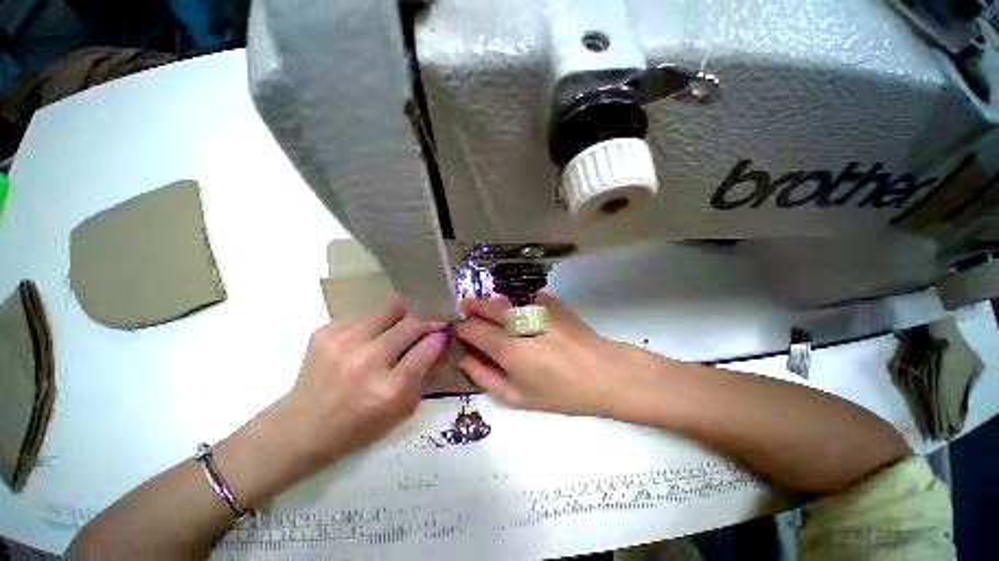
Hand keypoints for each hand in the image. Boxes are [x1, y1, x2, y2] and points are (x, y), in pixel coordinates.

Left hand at [281, 296, 447, 464]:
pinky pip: (365, 316)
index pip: (428, 347)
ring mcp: (343, 342)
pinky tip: (372, 335)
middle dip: (427, 318)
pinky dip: (376, 322)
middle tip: (432, 317)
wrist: (301, 428)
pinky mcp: (326, 331)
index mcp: (389, 389)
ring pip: (389, 310)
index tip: (445, 329)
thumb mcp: (402, 410)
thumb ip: (424, 373)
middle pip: (411, 323)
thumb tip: (438, 340)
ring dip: (403, 314)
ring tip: (404, 321)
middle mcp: (367, 361)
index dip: (440, 335)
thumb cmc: (358, 426)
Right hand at [455, 293, 634, 415]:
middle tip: (466, 312)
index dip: (461, 328)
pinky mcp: (550, 300)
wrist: (604, 373)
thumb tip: (464, 358)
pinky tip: (515, 312)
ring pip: (502, 298)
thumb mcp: (518, 397)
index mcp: (508, 348)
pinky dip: (511, 302)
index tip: (459, 332)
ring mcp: (535, 306)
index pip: (472, 328)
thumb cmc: (561, 393)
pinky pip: (520, 297)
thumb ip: (485, 377)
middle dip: (471, 307)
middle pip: (485, 305)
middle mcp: (519, 321)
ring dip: (489, 303)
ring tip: (487, 312)